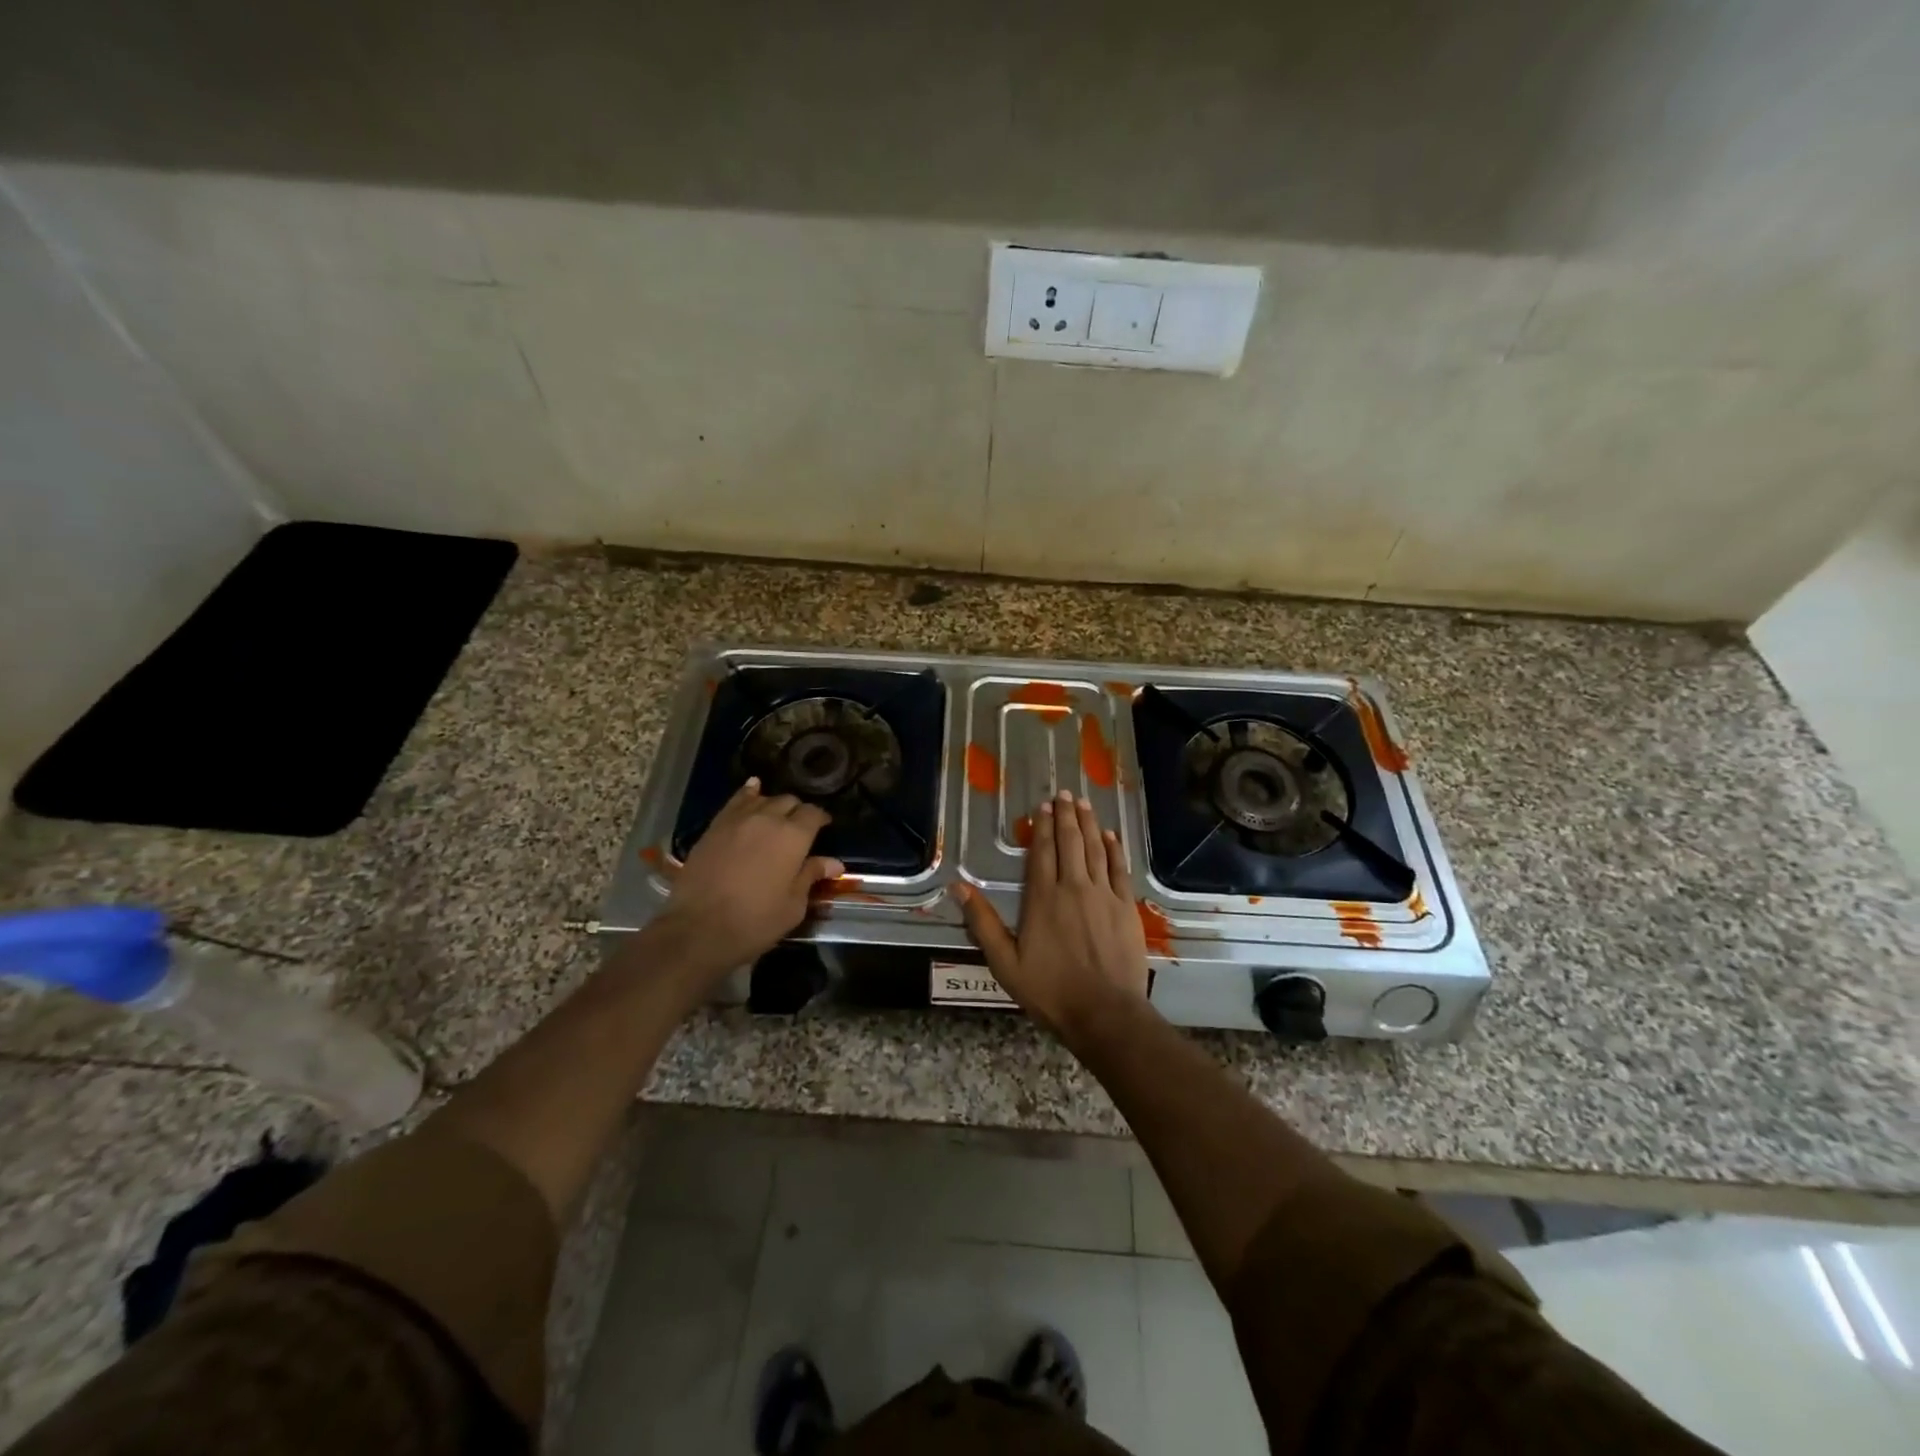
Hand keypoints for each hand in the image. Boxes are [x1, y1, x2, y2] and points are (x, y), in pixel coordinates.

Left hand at [651, 778, 842, 982]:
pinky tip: (752, 789)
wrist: (698, 928)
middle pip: (788, 802)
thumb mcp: (793, 905)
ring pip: (763, 799)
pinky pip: (735, 801)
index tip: (824, 828)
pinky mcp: (714, 826)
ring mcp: (738, 819)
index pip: (813, 814)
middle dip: (797, 811)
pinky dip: (748, 794)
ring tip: (776, 816)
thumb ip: (811, 876)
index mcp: (793, 836)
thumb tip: (834, 863)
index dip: (821, 819)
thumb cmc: (755, 921)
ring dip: (774, 805)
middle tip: (799, 829)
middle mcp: (768, 818)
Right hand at [954, 790, 1148, 1035]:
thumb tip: (958, 887)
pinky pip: (1118, 869)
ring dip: (1088, 824)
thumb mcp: (1004, 962)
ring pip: (1094, 849)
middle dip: (1066, 816)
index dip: (1043, 827)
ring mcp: (1103, 895)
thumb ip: (983, 922)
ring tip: (1084, 804)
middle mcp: (1073, 887)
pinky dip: (1113, 849)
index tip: (1043, 807)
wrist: (1104, 1013)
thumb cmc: (1050, 990)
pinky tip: (1109, 835)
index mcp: (1042, 898)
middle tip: (1065, 794)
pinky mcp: (1125, 907)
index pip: (1042, 852)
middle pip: (1069, 842)